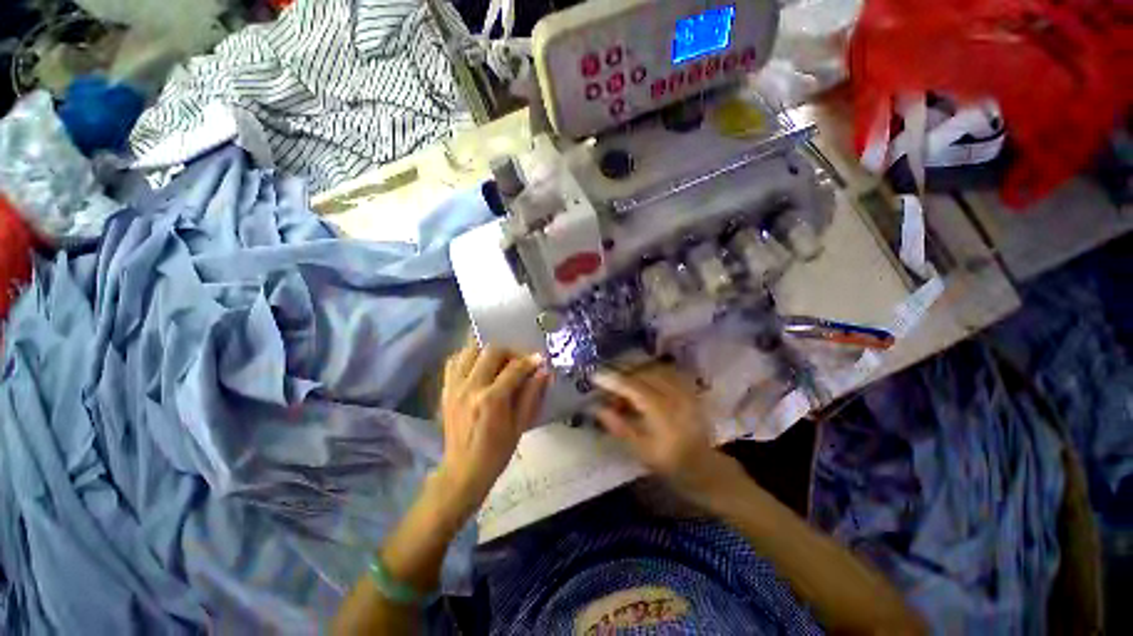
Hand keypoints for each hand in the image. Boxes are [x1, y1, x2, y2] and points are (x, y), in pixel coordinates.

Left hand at [437, 344, 549, 519]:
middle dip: (510, 352)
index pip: (514, 368)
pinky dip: (467, 357)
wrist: (463, 471)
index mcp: (492, 399)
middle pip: (491, 351)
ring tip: (498, 363)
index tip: (539, 359)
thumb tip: (544, 371)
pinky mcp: (445, 390)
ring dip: (487, 351)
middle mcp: (471, 387)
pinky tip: (478, 367)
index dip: (530, 361)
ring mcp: (454, 387)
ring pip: (470, 350)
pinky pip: (454, 361)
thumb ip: (532, 394)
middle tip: (518, 362)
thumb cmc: (497, 452)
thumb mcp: (520, 425)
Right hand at [593, 365, 727, 489]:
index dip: (612, 380)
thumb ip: (619, 426)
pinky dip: (652, 371)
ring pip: (655, 369)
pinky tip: (644, 378)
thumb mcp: (641, 450)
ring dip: (636, 371)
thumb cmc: (669, 462)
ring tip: (624, 381)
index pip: (632, 387)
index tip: (594, 376)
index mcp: (662, 412)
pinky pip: (668, 371)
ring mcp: (685, 390)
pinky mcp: (690, 390)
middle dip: (622, 374)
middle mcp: (674, 396)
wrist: (704, 467)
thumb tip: (597, 408)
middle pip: (643, 374)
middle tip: (608, 382)